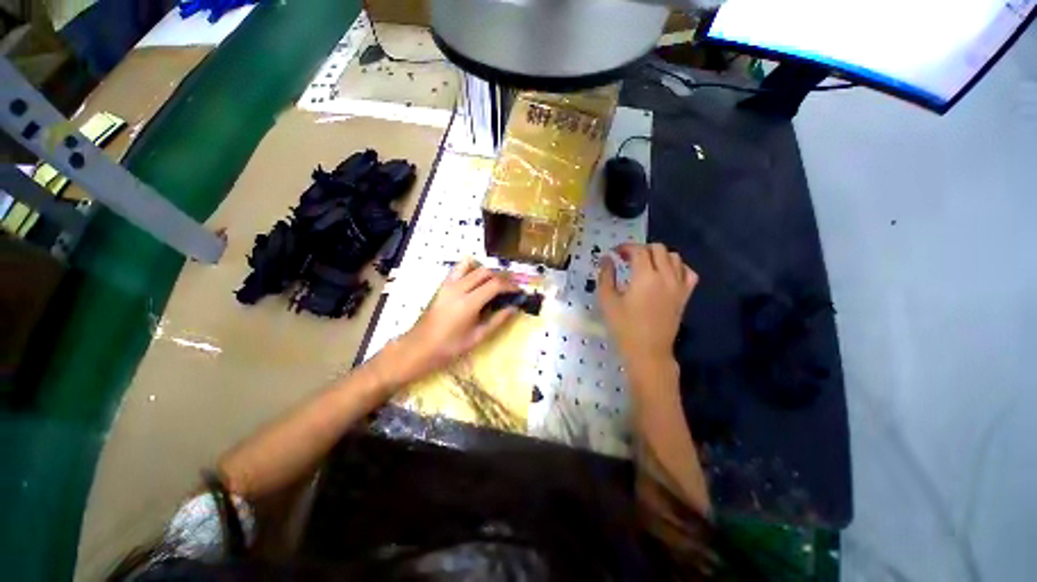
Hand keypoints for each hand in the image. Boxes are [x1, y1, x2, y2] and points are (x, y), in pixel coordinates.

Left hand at [381, 258, 519, 386]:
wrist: (418, 348)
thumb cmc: (449, 348)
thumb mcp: (477, 337)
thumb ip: (498, 320)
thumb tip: (514, 308)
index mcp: (468, 303)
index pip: (495, 284)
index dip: (510, 285)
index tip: (519, 291)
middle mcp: (458, 288)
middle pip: (486, 272)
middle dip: (502, 277)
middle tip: (511, 287)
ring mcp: (448, 284)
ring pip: (473, 267)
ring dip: (488, 271)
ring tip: (496, 281)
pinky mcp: (442, 285)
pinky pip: (459, 268)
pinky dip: (471, 267)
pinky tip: (478, 277)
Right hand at [598, 243, 697, 370]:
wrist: (647, 352)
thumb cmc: (623, 327)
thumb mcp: (607, 301)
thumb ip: (606, 276)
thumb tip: (606, 258)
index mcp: (645, 277)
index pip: (639, 250)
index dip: (625, 247)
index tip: (615, 253)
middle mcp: (666, 276)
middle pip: (658, 249)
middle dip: (641, 249)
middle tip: (628, 259)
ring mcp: (679, 286)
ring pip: (675, 257)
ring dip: (659, 255)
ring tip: (646, 265)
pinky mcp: (685, 296)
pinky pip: (688, 273)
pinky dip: (678, 267)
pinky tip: (667, 274)